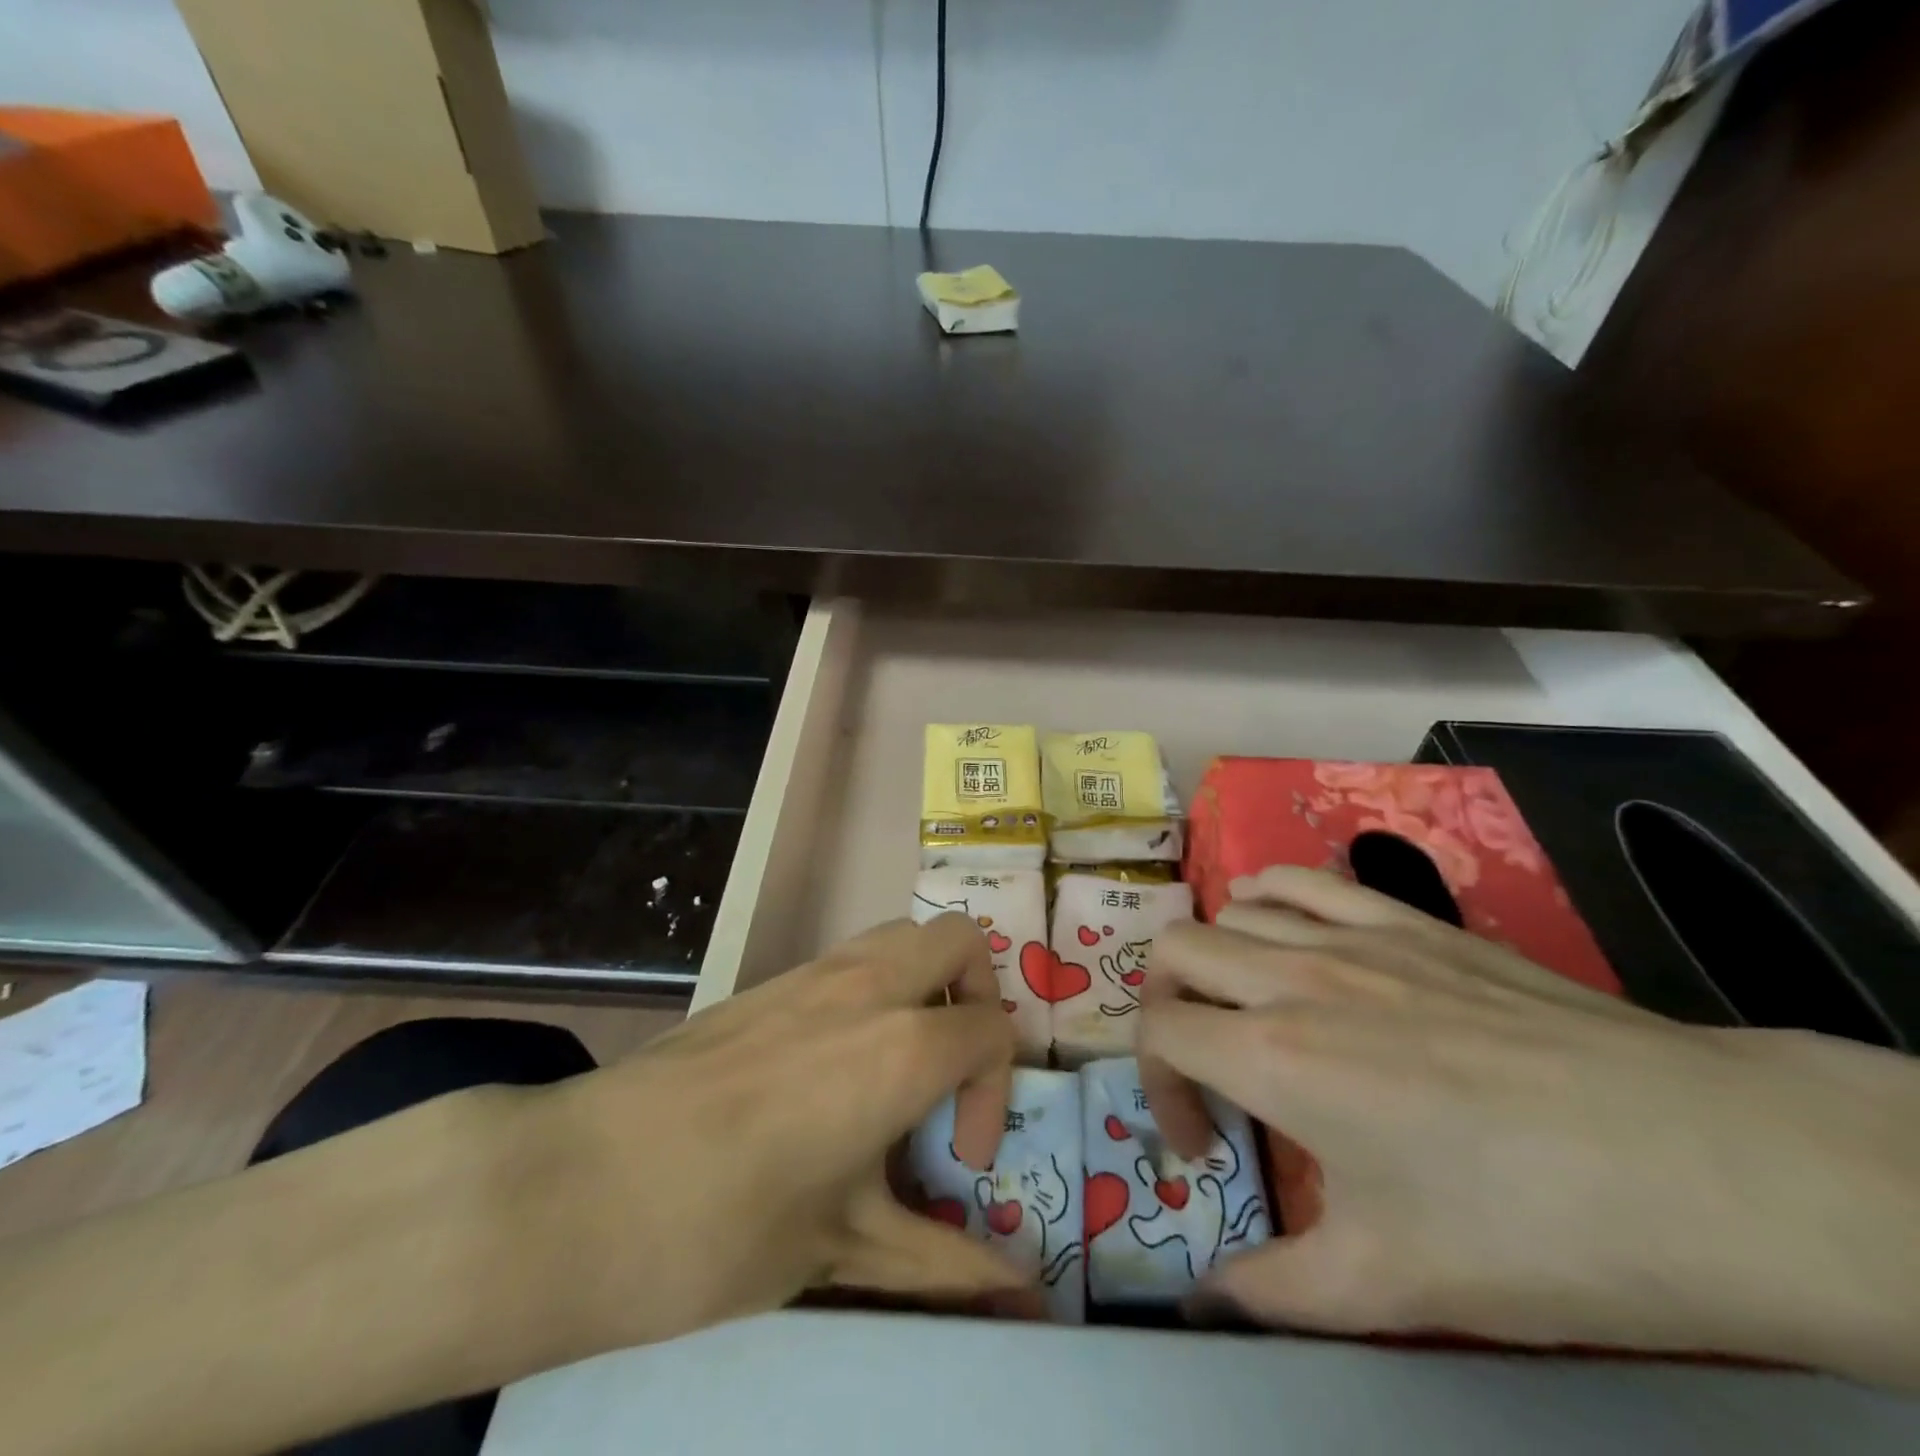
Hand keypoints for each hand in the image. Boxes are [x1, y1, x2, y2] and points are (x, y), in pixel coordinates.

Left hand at [541, 915, 1025, 1354]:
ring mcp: (812, 973)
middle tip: (951, 1068)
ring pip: (900, 936)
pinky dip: (874, 989)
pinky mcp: (767, 981)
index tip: (957, 1158)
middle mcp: (867, 986)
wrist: (580, 1187)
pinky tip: (833, 1067)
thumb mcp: (843, 1250)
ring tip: (900, 1062)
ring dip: (924, 983)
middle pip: (958, 940)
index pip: (993, 1031)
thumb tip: (1020, 1297)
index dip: (994, 1094)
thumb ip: (941, 1262)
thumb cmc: (723, 1227)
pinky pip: (849, 958)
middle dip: (977, 995)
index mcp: (902, 1046)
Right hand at [1139, 867, 1919, 1387]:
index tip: (1205, 1146)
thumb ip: (1276, 1292)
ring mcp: (1352, 938)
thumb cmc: (1531, 1230)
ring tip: (1244, 1005)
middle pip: (1175, 951)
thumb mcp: (1391, 1287)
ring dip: (1214, 956)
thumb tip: (1205, 1300)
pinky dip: (1269, 894)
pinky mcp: (1408, 920)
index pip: (1160, 1034)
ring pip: (1231, 911)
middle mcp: (1292, 978)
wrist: (1700, 1164)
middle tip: (1204, 1063)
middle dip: (1165, 1006)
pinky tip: (1279, 924)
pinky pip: (1306, 880)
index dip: (1158, 1089)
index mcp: (1273, 1057)